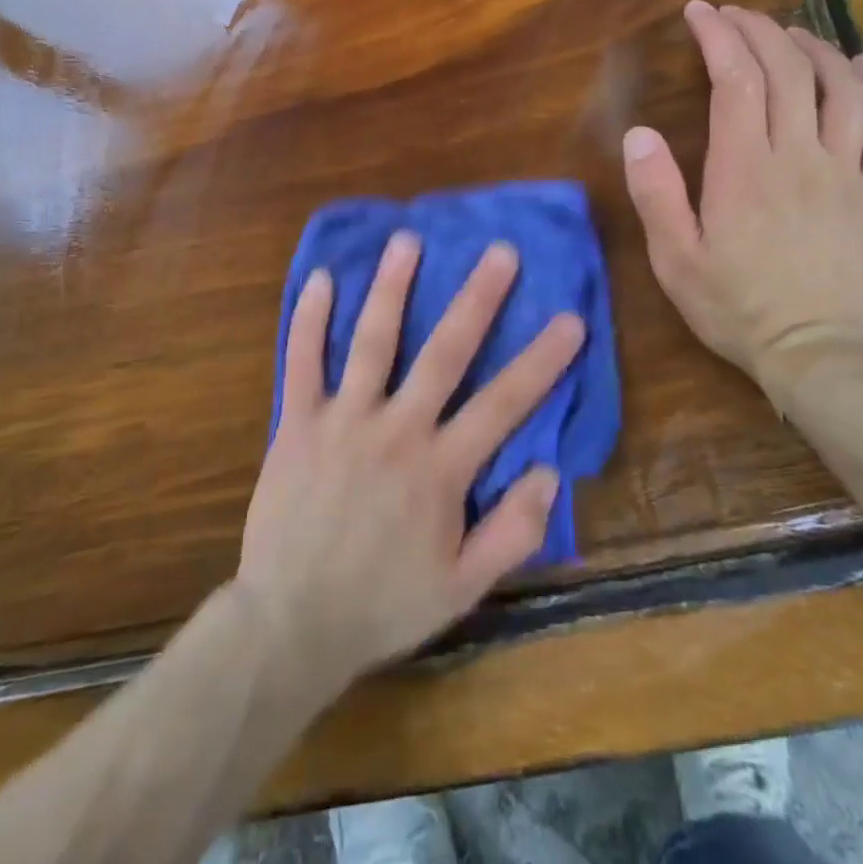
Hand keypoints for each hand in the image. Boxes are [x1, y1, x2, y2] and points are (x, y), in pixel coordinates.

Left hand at [235, 234, 585, 694]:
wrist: (291, 623)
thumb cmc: (382, 605)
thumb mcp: (463, 587)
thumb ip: (513, 532)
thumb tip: (551, 472)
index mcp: (441, 469)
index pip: (503, 404)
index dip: (541, 360)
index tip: (571, 318)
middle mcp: (397, 429)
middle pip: (444, 353)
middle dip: (477, 299)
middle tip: (500, 251)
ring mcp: (344, 419)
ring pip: (373, 341)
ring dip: (392, 287)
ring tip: (408, 240)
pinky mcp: (299, 422)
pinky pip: (303, 361)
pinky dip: (310, 319)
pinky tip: (321, 278)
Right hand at [621, 1, 862, 397]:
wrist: (822, 355)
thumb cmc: (738, 308)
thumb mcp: (676, 260)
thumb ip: (656, 194)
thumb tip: (639, 134)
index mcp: (745, 168)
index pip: (735, 79)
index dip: (719, 36)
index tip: (700, 12)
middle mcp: (799, 155)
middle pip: (787, 70)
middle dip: (758, 30)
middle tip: (734, 14)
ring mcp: (846, 170)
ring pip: (839, 86)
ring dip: (813, 48)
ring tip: (788, 32)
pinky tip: (858, 66)